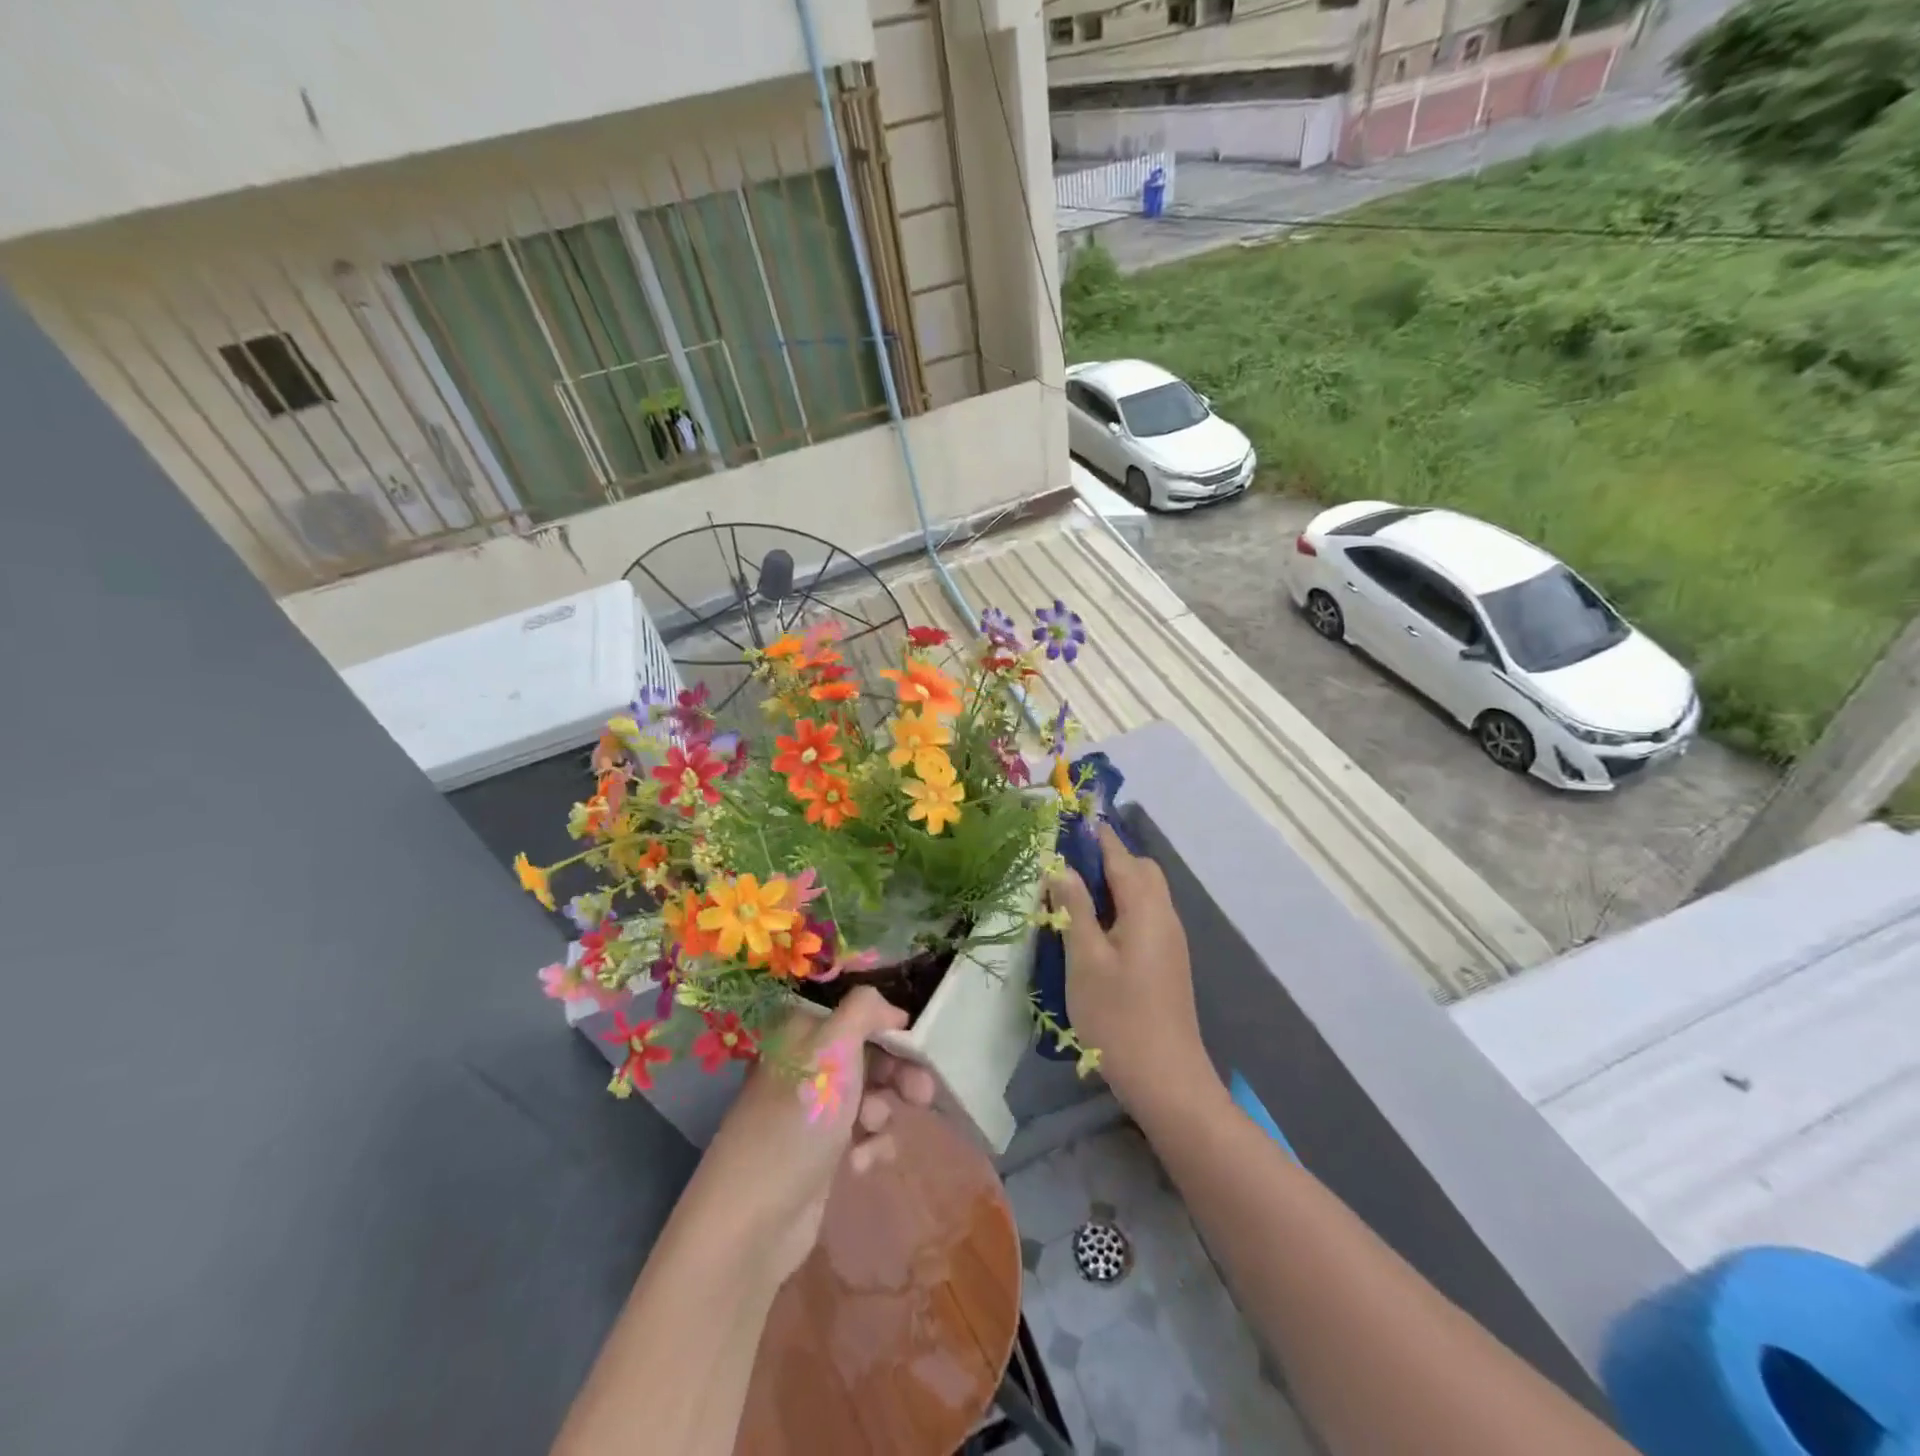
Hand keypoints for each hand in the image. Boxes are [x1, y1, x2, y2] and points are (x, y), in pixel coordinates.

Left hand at [687, 987, 937, 1286]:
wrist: (753, 1218)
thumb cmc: (798, 1117)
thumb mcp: (833, 1047)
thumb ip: (865, 1010)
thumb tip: (891, 1008)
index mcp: (801, 1031)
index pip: (856, 1014)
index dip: (889, 1026)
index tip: (917, 1044)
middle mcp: (806, 1064)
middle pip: (869, 1055)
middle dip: (898, 1074)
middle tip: (923, 1093)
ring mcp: (813, 1110)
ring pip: (871, 1096)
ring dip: (881, 1112)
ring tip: (870, 1131)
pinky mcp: (822, 1153)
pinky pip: (863, 1136)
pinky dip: (870, 1146)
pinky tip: (859, 1164)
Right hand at [1051, 824, 1209, 1108]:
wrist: (1166, 1080)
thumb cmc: (1118, 1017)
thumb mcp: (1085, 959)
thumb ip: (1074, 908)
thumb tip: (1061, 866)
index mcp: (1146, 908)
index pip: (1121, 855)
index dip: (1094, 834)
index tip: (1066, 819)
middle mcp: (1164, 916)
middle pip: (1139, 870)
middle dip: (1105, 857)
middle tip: (1065, 866)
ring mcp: (1169, 940)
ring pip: (1142, 893)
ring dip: (1111, 883)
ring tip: (1071, 894)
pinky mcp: (1166, 961)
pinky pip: (1143, 916)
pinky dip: (1119, 907)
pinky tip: (1092, 928)